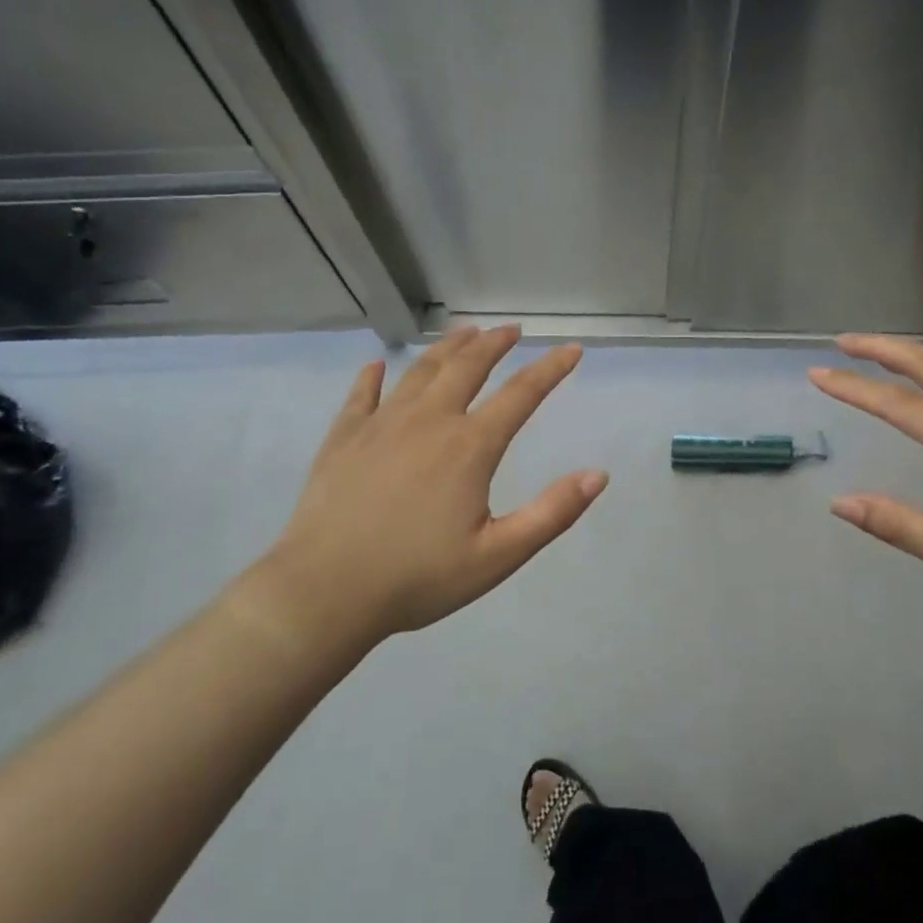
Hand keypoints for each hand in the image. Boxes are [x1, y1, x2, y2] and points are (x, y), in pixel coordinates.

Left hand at [235, 325, 606, 646]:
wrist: (325, 592)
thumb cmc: (418, 578)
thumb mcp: (498, 555)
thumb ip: (552, 513)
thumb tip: (598, 475)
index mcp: (469, 446)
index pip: (521, 394)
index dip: (551, 369)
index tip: (571, 350)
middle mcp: (429, 421)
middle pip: (467, 367)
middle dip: (494, 344)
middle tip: (511, 330)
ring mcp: (381, 424)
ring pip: (420, 371)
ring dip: (447, 348)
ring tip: (464, 333)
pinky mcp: (344, 438)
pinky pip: (362, 395)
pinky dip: (373, 376)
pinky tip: (377, 366)